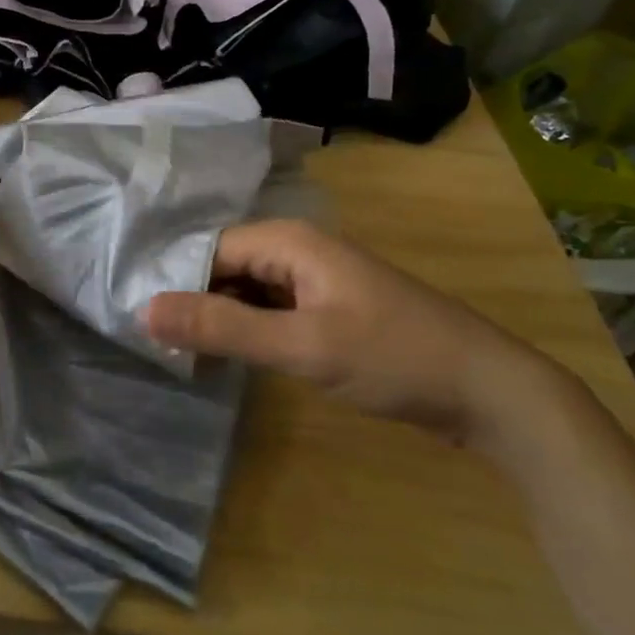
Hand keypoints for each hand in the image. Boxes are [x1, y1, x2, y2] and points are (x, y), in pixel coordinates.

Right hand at [144, 219, 556, 450]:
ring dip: (220, 318)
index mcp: (288, 241)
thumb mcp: (302, 346)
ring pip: (247, 290)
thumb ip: (223, 328)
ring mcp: (315, 280)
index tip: (143, 323)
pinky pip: (272, 310)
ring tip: (181, 356)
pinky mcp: (329, 310)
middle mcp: (297, 250)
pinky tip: (229, 358)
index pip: (208, 250)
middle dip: (194, 301)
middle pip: (225, 267)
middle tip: (158, 346)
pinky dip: (248, 330)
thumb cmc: (394, 358)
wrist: (491, 393)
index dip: (175, 283)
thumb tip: (143, 311)